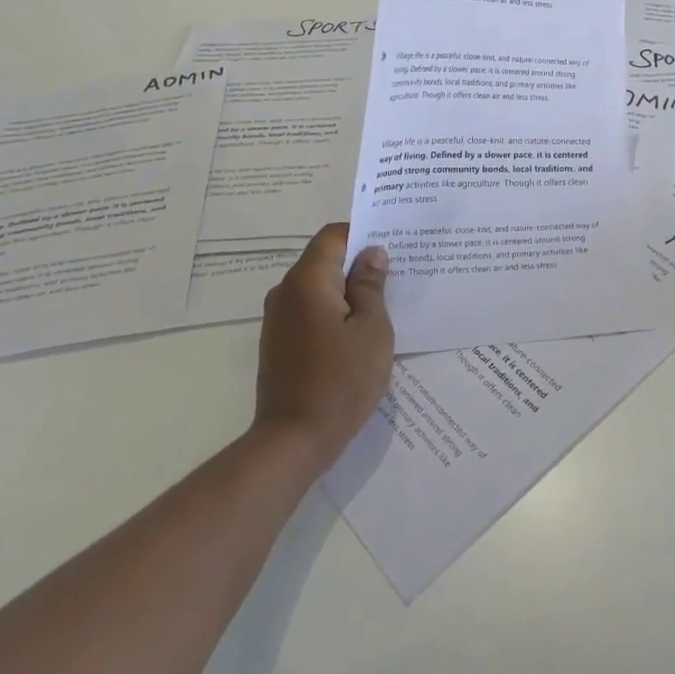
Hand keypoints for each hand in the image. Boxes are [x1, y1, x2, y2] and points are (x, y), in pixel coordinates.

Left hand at [253, 224, 393, 468]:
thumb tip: (372, 254)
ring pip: (318, 288)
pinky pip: (310, 311)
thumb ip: (371, 286)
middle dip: (358, 263)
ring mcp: (278, 319)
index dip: (363, 233)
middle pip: (324, 260)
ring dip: (347, 290)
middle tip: (396, 274)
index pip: (333, 236)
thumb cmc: (341, 380)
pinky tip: (357, 332)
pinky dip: (333, 311)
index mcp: (307, 281)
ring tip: (382, 305)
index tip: (392, 244)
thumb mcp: (372, 329)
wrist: (293, 440)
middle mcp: (285, 292)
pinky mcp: (278, 343)